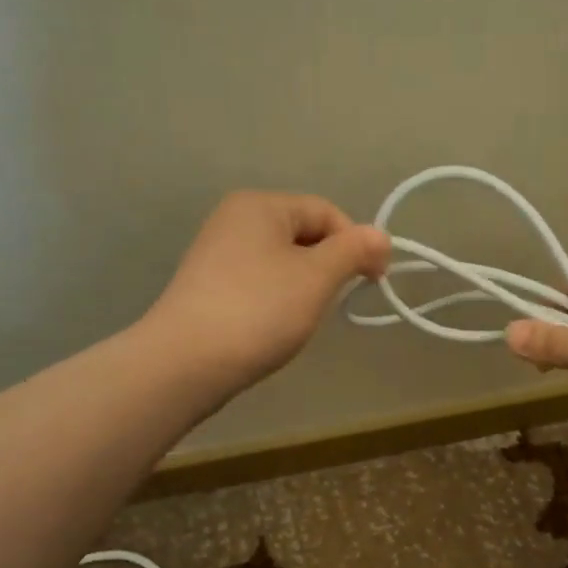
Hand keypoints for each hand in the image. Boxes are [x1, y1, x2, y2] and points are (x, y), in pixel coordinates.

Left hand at [143, 191, 390, 397]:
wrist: (186, 362)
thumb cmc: (259, 311)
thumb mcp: (316, 277)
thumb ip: (353, 251)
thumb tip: (381, 236)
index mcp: (260, 205)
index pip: (326, 212)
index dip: (356, 243)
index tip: (373, 282)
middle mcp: (234, 219)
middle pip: (303, 234)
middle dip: (328, 266)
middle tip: (334, 302)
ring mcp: (217, 253)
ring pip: (282, 261)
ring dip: (304, 285)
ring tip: (303, 318)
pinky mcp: (208, 286)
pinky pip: (259, 282)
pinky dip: (277, 299)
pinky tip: (275, 326)